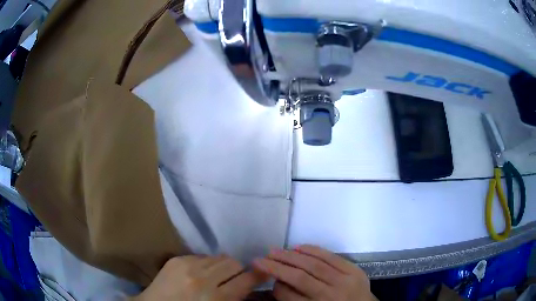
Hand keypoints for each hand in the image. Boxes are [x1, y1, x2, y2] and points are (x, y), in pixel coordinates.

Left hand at [133, 255, 267, 300]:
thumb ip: (234, 299)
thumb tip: (248, 285)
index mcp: (215, 298)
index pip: (247, 280)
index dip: (259, 275)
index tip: (264, 273)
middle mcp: (202, 278)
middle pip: (234, 263)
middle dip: (240, 270)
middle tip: (236, 278)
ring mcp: (187, 265)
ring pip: (219, 257)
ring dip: (223, 266)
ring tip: (218, 275)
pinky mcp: (176, 259)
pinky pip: (202, 256)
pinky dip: (207, 264)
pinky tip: (200, 273)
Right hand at [253, 245, 374, 300]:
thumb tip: (279, 283)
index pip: (290, 296)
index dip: (276, 286)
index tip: (269, 278)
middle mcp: (330, 296)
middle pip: (300, 278)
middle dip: (276, 267)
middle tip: (260, 259)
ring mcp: (345, 281)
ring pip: (314, 265)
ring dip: (291, 256)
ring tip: (275, 251)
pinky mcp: (354, 270)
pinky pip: (331, 257)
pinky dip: (314, 250)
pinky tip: (299, 247)